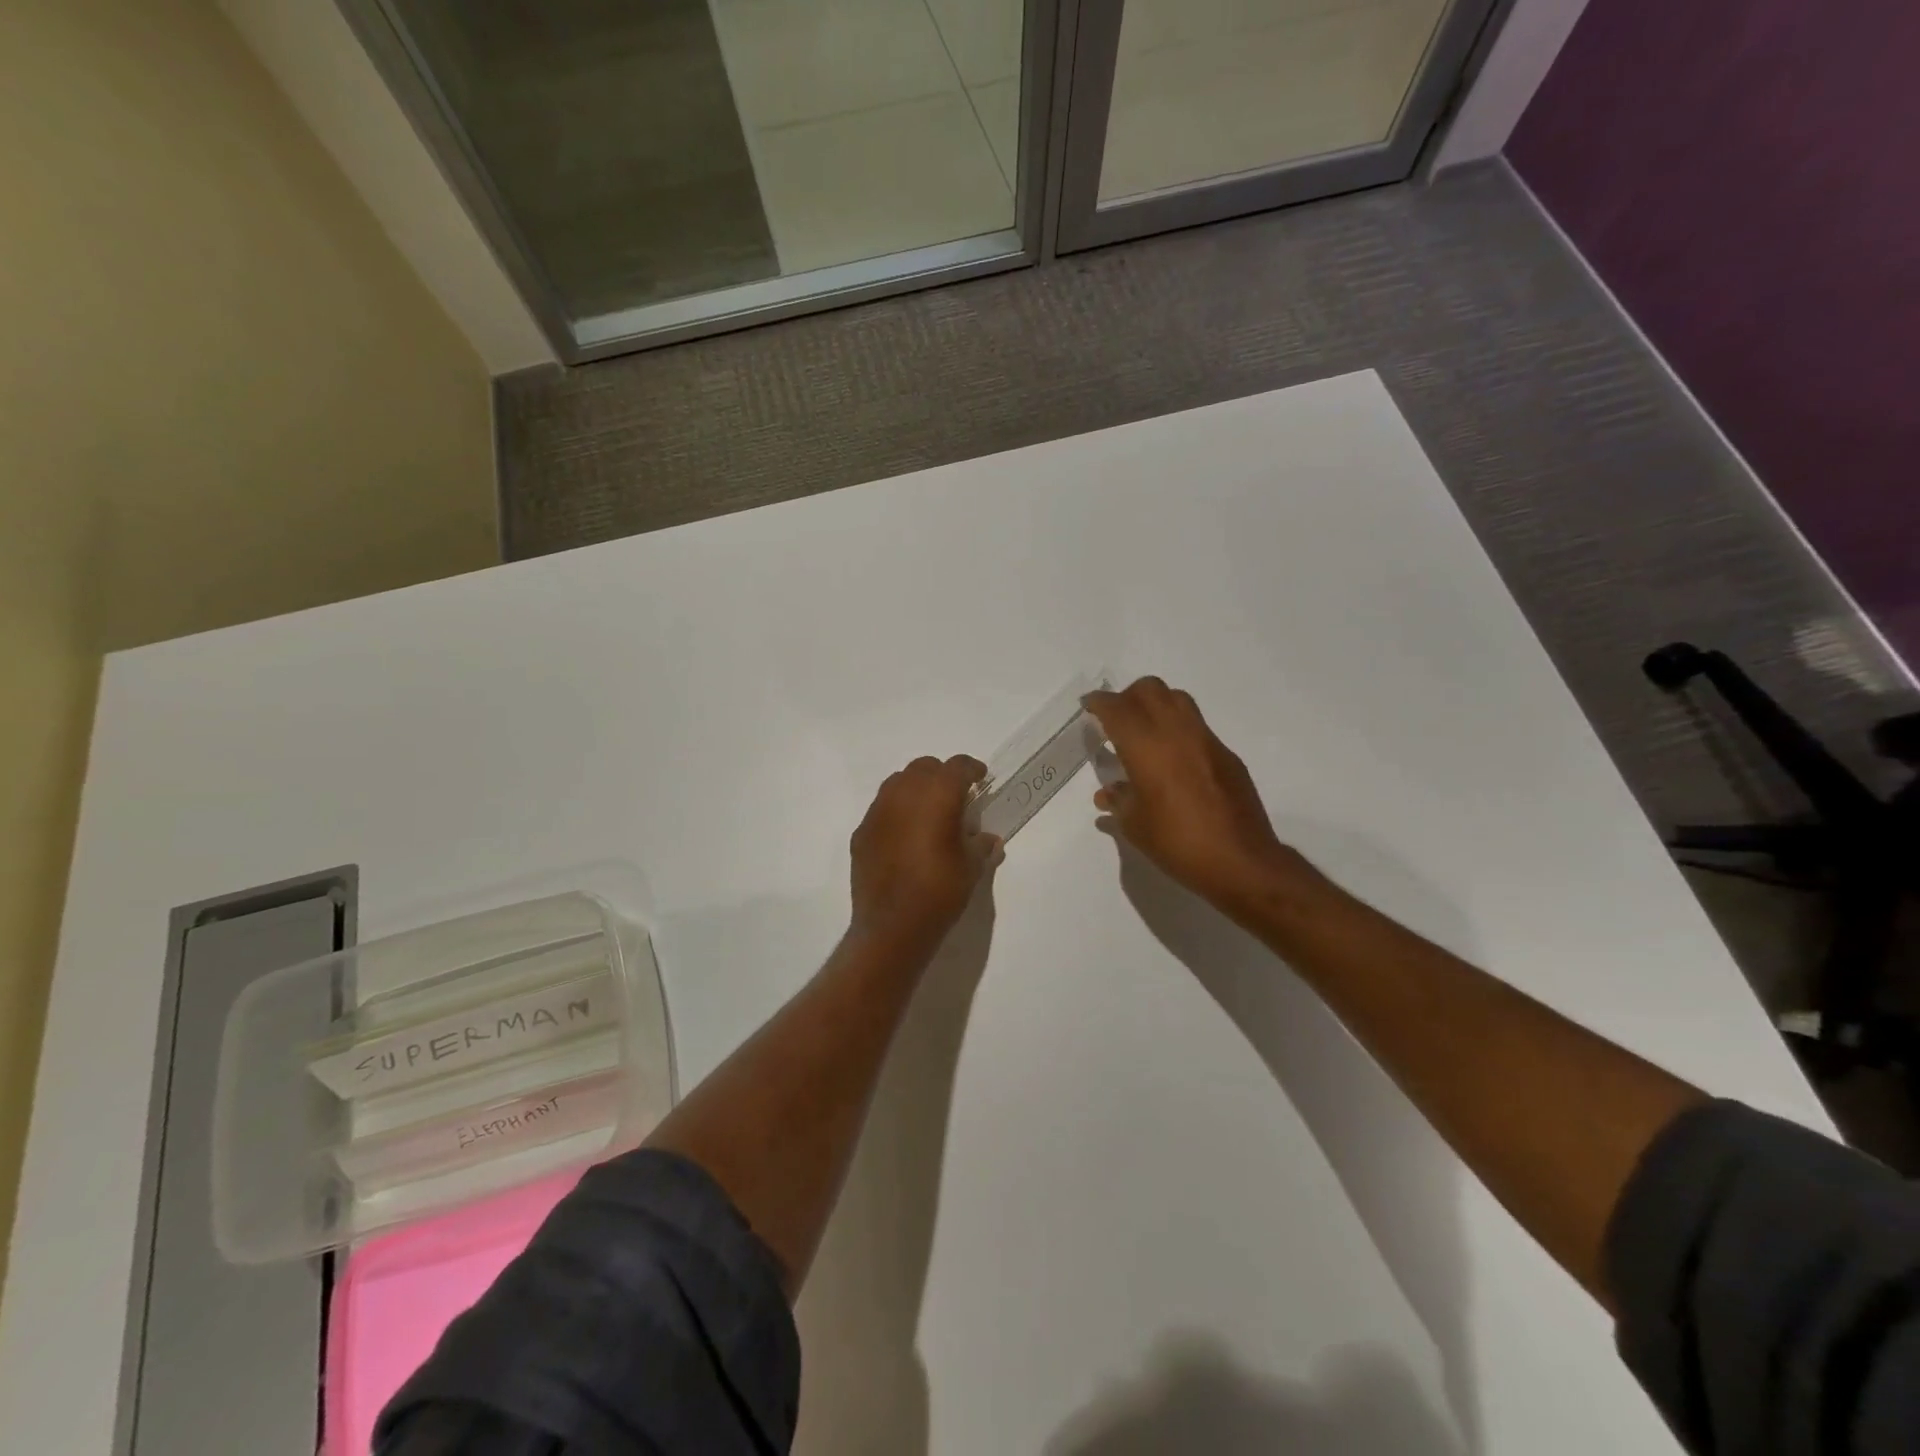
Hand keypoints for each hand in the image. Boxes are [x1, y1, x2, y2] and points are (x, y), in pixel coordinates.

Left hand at [850, 755, 997, 945]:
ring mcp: (877, 812)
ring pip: (897, 783)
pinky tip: (904, 838)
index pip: (957, 767)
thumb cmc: (940, 892)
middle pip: (924, 768)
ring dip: (915, 790)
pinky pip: (881, 810)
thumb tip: (987, 839)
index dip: (971, 769)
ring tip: (928, 813)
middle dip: (941, 776)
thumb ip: (981, 845)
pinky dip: (896, 814)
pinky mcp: (861, 832)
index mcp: (938, 796)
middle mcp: (904, 794)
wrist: (892, 927)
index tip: (980, 779)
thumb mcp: (972, 868)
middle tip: (955, 797)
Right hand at [1084, 677, 1314, 908]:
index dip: (1099, 702)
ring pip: (1177, 699)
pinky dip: (1178, 730)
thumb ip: (1119, 801)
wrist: (1240, 860)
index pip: (1117, 708)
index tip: (1088, 706)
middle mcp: (1176, 732)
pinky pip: (1196, 727)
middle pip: (1149, 690)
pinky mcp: (1226, 755)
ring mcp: (1205, 740)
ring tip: (1145, 732)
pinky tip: (1173, 761)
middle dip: (1128, 697)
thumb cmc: (1177, 842)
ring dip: (1156, 706)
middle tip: (1116, 719)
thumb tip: (1108, 793)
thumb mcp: (1135, 825)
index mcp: (1146, 746)